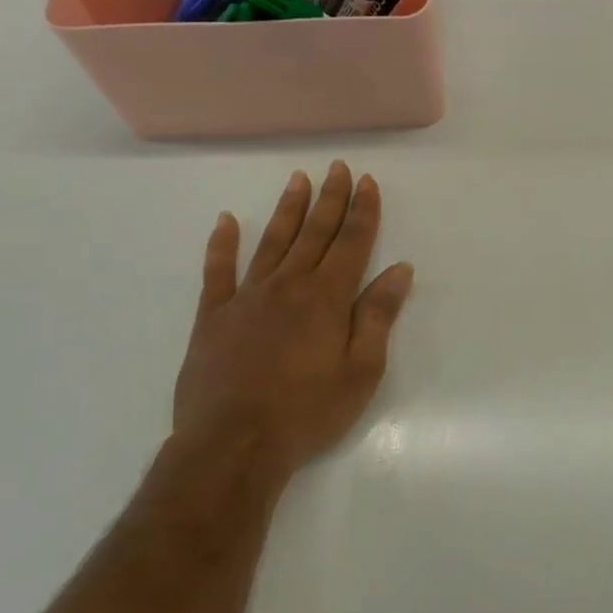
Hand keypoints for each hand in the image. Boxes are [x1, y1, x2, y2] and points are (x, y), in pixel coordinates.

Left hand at [173, 162, 412, 480]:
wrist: (233, 445)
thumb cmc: (308, 411)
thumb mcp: (361, 370)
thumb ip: (378, 315)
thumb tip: (400, 270)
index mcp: (327, 298)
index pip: (352, 243)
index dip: (363, 211)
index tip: (367, 182)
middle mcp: (288, 286)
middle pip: (314, 233)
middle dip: (330, 199)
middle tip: (338, 168)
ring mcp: (246, 298)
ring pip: (272, 242)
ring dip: (288, 210)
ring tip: (298, 180)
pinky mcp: (212, 317)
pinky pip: (217, 272)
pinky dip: (221, 245)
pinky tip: (225, 222)